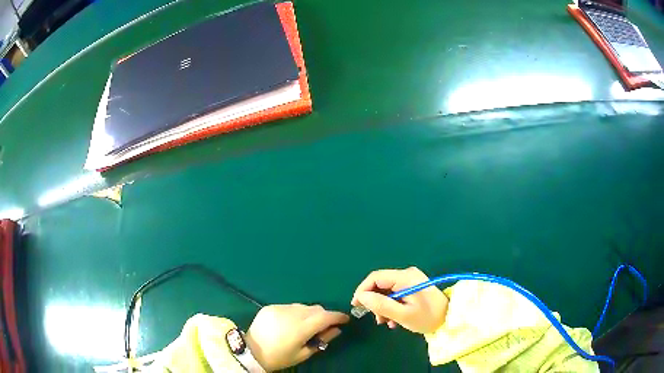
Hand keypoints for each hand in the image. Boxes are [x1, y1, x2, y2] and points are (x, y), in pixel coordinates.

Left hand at [245, 304, 348, 371]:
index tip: (345, 319)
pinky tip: (291, 322)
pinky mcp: (270, 307)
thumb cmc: (280, 357)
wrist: (251, 351)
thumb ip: (322, 340)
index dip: (337, 316)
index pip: (324, 317)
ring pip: (303, 306)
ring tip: (307, 325)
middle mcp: (291, 314)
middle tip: (325, 326)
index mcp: (300, 328)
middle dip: (324, 315)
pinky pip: (290, 306)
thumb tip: (336, 330)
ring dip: (310, 313)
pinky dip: (296, 312)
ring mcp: (279, 308)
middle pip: (315, 309)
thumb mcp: (303, 354)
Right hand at [351, 267, 448, 333]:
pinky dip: (391, 305)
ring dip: (383, 306)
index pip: (375, 277)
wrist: (450, 318)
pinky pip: (395, 293)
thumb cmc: (428, 317)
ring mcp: (410, 280)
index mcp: (405, 277)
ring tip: (386, 322)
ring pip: (386, 290)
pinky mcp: (413, 286)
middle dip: (374, 301)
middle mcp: (407, 274)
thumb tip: (361, 297)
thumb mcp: (403, 315)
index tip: (356, 305)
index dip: (363, 290)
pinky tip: (394, 320)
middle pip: (380, 284)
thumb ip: (381, 305)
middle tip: (376, 319)